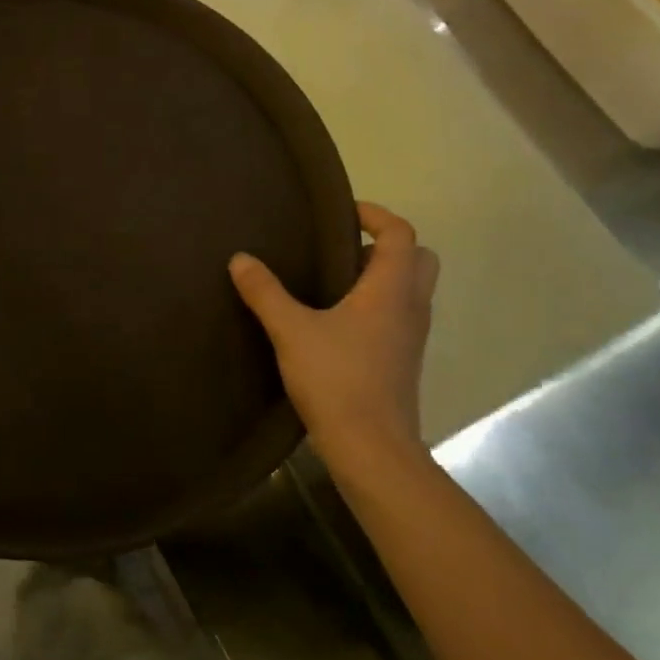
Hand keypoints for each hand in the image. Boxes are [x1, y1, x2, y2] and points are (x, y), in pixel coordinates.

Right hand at [229, 203, 438, 471]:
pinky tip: (337, 322)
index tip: (344, 212)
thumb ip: (265, 292)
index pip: (401, 234)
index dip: (377, 215)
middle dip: (387, 245)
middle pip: (418, 259)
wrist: (371, 447)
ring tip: (333, 282)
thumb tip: (240, 258)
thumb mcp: (291, 331)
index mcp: (391, 290)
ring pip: (411, 290)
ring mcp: (411, 337)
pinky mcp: (403, 361)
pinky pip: (399, 316)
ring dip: (382, 277)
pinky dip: (378, 305)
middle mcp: (410, 307)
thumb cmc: (337, 379)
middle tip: (343, 249)